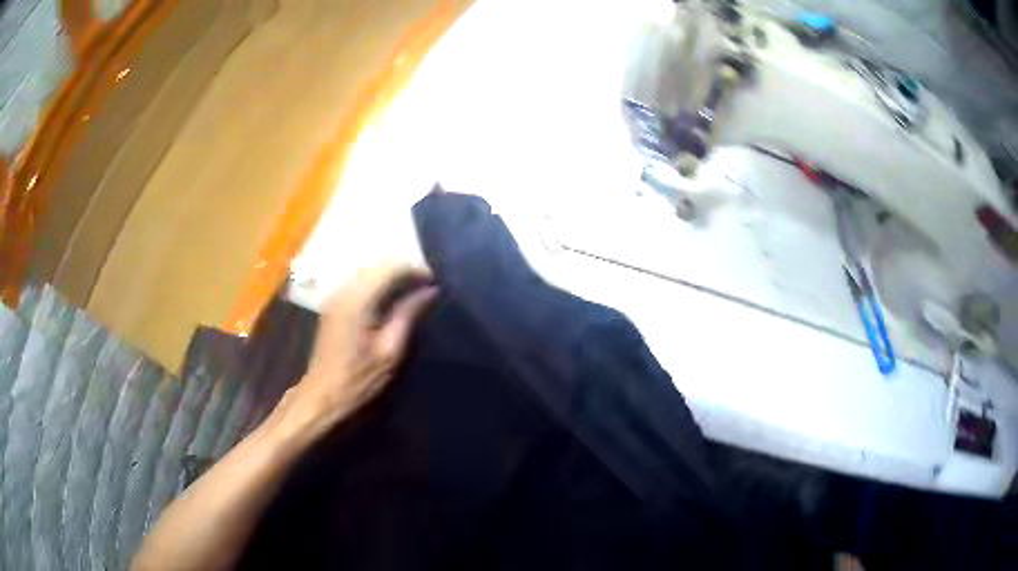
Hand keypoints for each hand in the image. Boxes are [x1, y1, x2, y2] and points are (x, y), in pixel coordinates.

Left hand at [282, 262, 437, 432]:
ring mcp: (335, 296)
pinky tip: (391, 302)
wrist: (323, 396)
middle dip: (404, 271)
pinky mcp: (334, 305)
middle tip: (426, 288)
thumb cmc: (359, 379)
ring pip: (368, 272)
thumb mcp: (390, 351)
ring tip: (413, 294)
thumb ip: (409, 314)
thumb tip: (431, 290)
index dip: (415, 270)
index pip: (390, 268)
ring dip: (391, 277)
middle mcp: (344, 290)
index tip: (435, 283)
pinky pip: (360, 283)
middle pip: (378, 265)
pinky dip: (378, 285)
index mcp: (357, 300)